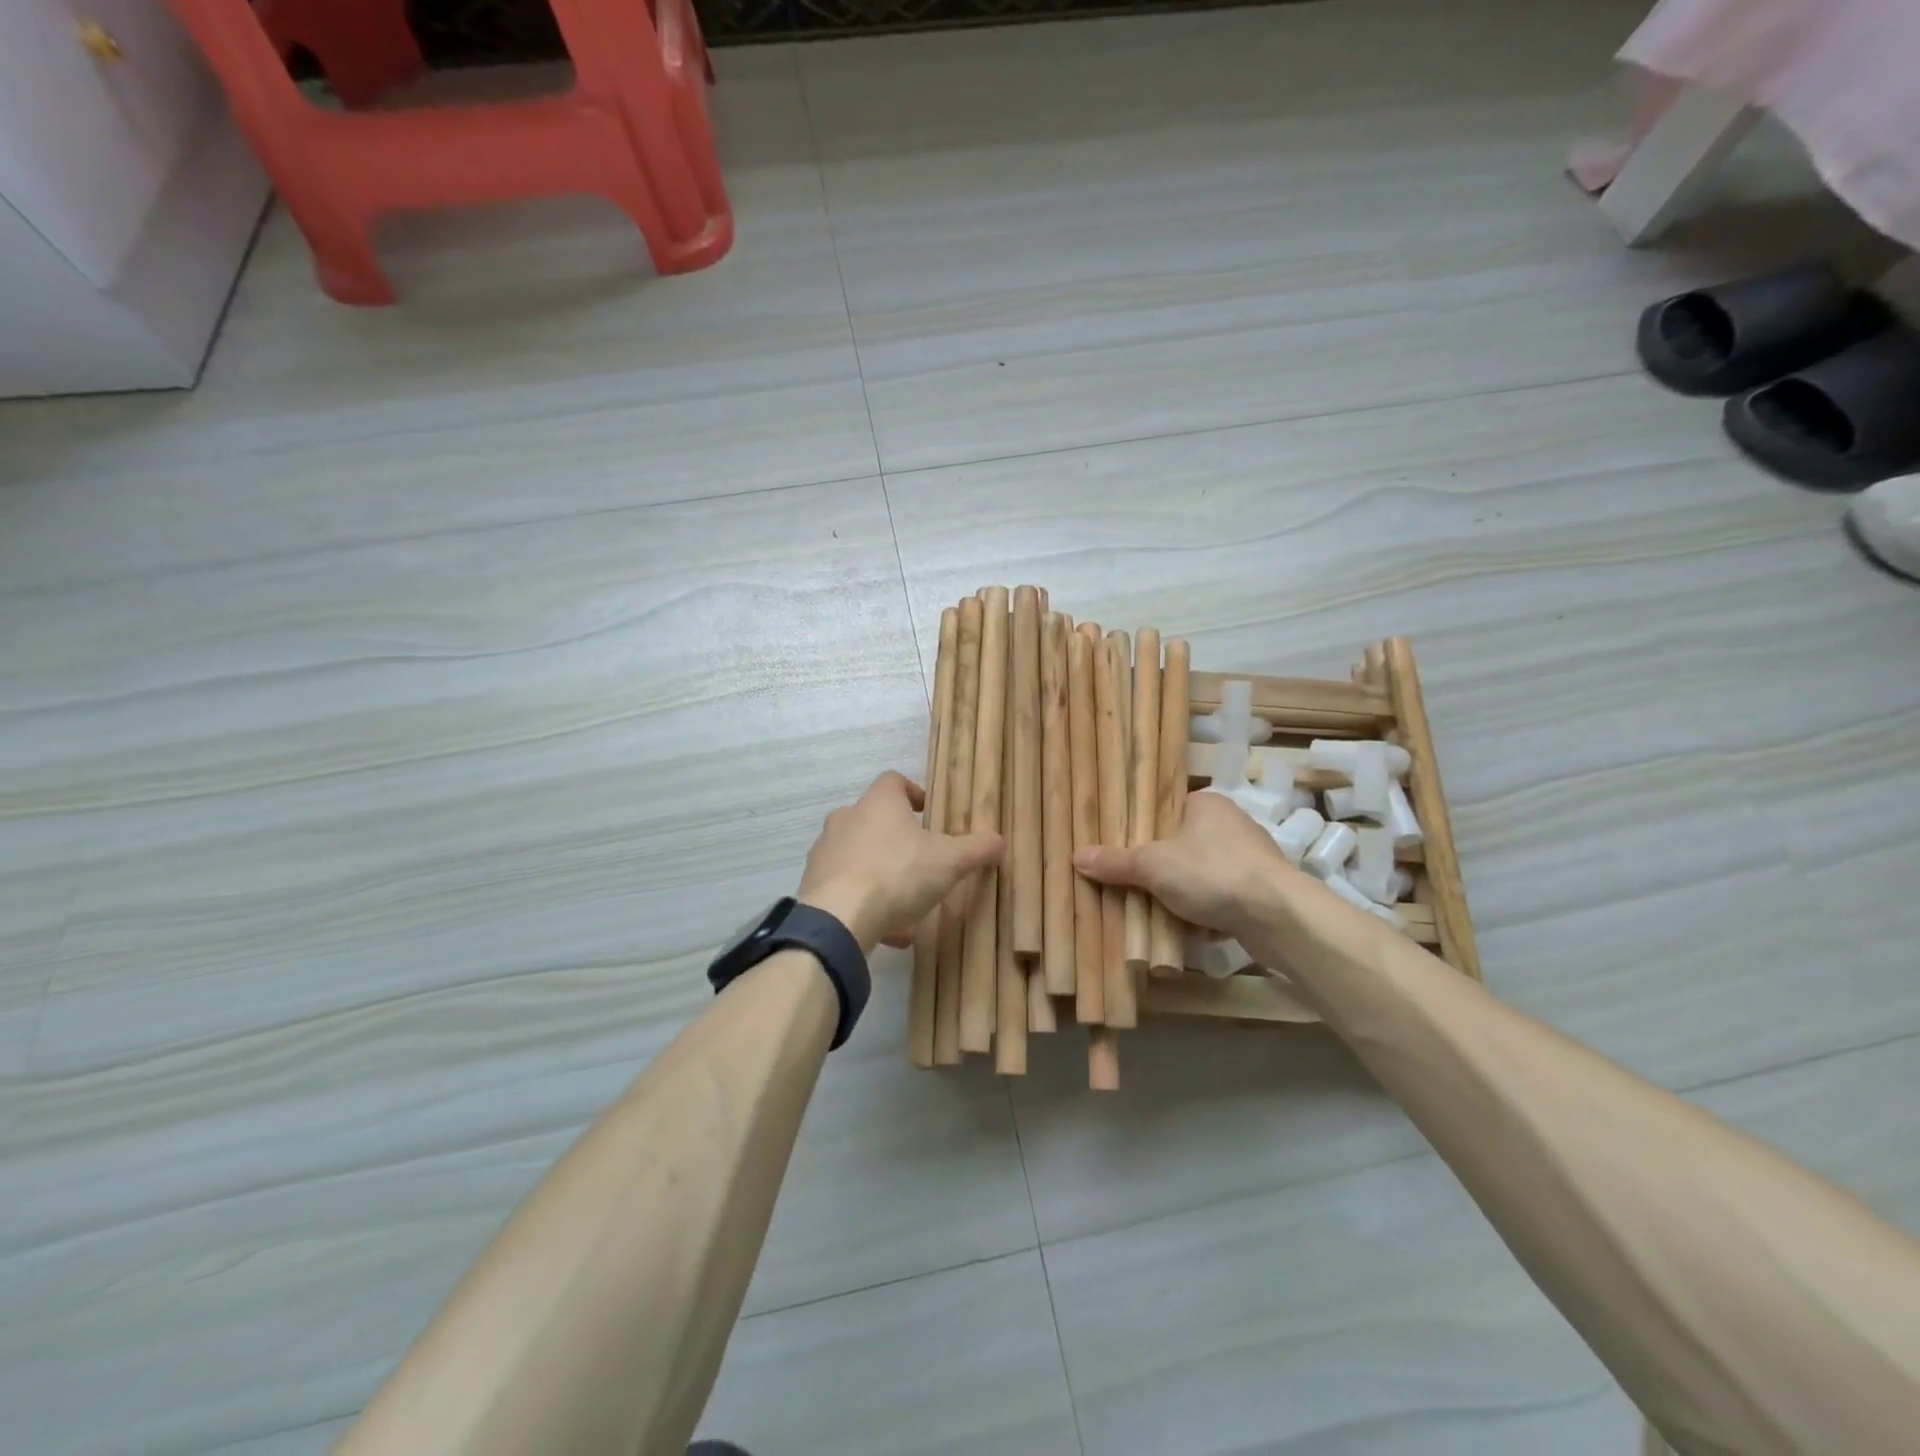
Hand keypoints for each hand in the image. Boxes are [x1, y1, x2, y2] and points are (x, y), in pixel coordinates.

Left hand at [798, 771, 1003, 952]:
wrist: (838, 918)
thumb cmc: (898, 874)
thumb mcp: (950, 861)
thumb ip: (977, 849)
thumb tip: (999, 840)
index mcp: (878, 803)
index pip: (893, 781)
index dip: (912, 793)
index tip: (928, 813)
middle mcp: (846, 819)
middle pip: (875, 821)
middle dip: (899, 842)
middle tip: (922, 864)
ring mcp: (825, 852)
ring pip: (860, 859)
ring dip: (883, 878)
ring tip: (908, 910)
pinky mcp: (813, 885)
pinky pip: (846, 888)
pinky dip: (866, 903)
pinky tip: (887, 931)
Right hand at [1072, 790, 1304, 942]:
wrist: (1278, 917)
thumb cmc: (1212, 873)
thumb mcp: (1153, 865)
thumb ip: (1116, 862)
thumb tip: (1076, 856)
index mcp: (1206, 803)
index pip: (1164, 809)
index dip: (1140, 829)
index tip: (1119, 850)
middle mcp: (1230, 824)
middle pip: (1179, 844)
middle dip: (1157, 868)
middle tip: (1128, 883)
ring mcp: (1249, 859)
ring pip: (1199, 874)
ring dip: (1179, 893)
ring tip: (1150, 910)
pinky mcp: (1260, 892)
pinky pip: (1218, 898)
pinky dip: (1202, 912)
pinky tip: (1184, 929)